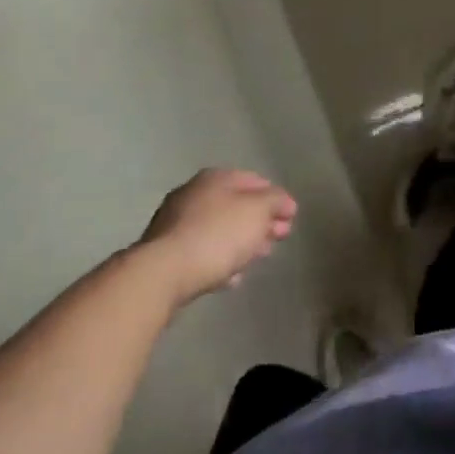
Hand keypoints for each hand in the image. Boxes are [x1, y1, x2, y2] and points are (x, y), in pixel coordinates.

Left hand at [137, 168, 296, 306]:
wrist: (163, 273)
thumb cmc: (218, 234)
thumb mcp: (258, 211)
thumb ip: (275, 201)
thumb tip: (284, 202)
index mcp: (216, 178)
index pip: (255, 181)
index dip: (277, 198)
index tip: (291, 218)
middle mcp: (194, 194)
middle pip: (236, 205)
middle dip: (260, 221)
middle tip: (278, 238)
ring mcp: (176, 223)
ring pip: (219, 229)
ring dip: (241, 241)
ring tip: (257, 258)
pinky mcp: (166, 252)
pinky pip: (202, 251)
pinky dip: (220, 259)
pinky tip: (232, 276)